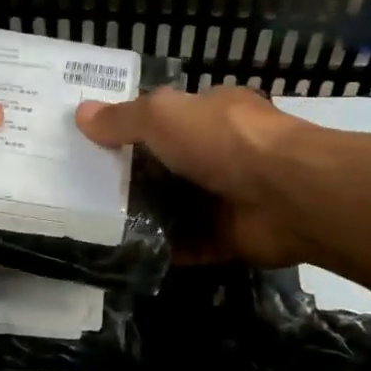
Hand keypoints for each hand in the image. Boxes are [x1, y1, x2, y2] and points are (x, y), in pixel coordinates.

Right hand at [76, 86, 305, 265]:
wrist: (289, 195)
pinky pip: (188, 246)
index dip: (129, 128)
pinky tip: (126, 256)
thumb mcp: (164, 116)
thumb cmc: (225, 141)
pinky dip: (163, 251)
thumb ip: (124, 119)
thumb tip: (81, 115)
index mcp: (210, 114)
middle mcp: (220, 153)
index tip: (90, 144)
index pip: (164, 118)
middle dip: (130, 178)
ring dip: (143, 218)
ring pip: (176, 208)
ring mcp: (226, 197)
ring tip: (94, 228)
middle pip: (166, 166)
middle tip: (81, 192)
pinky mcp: (229, 237)